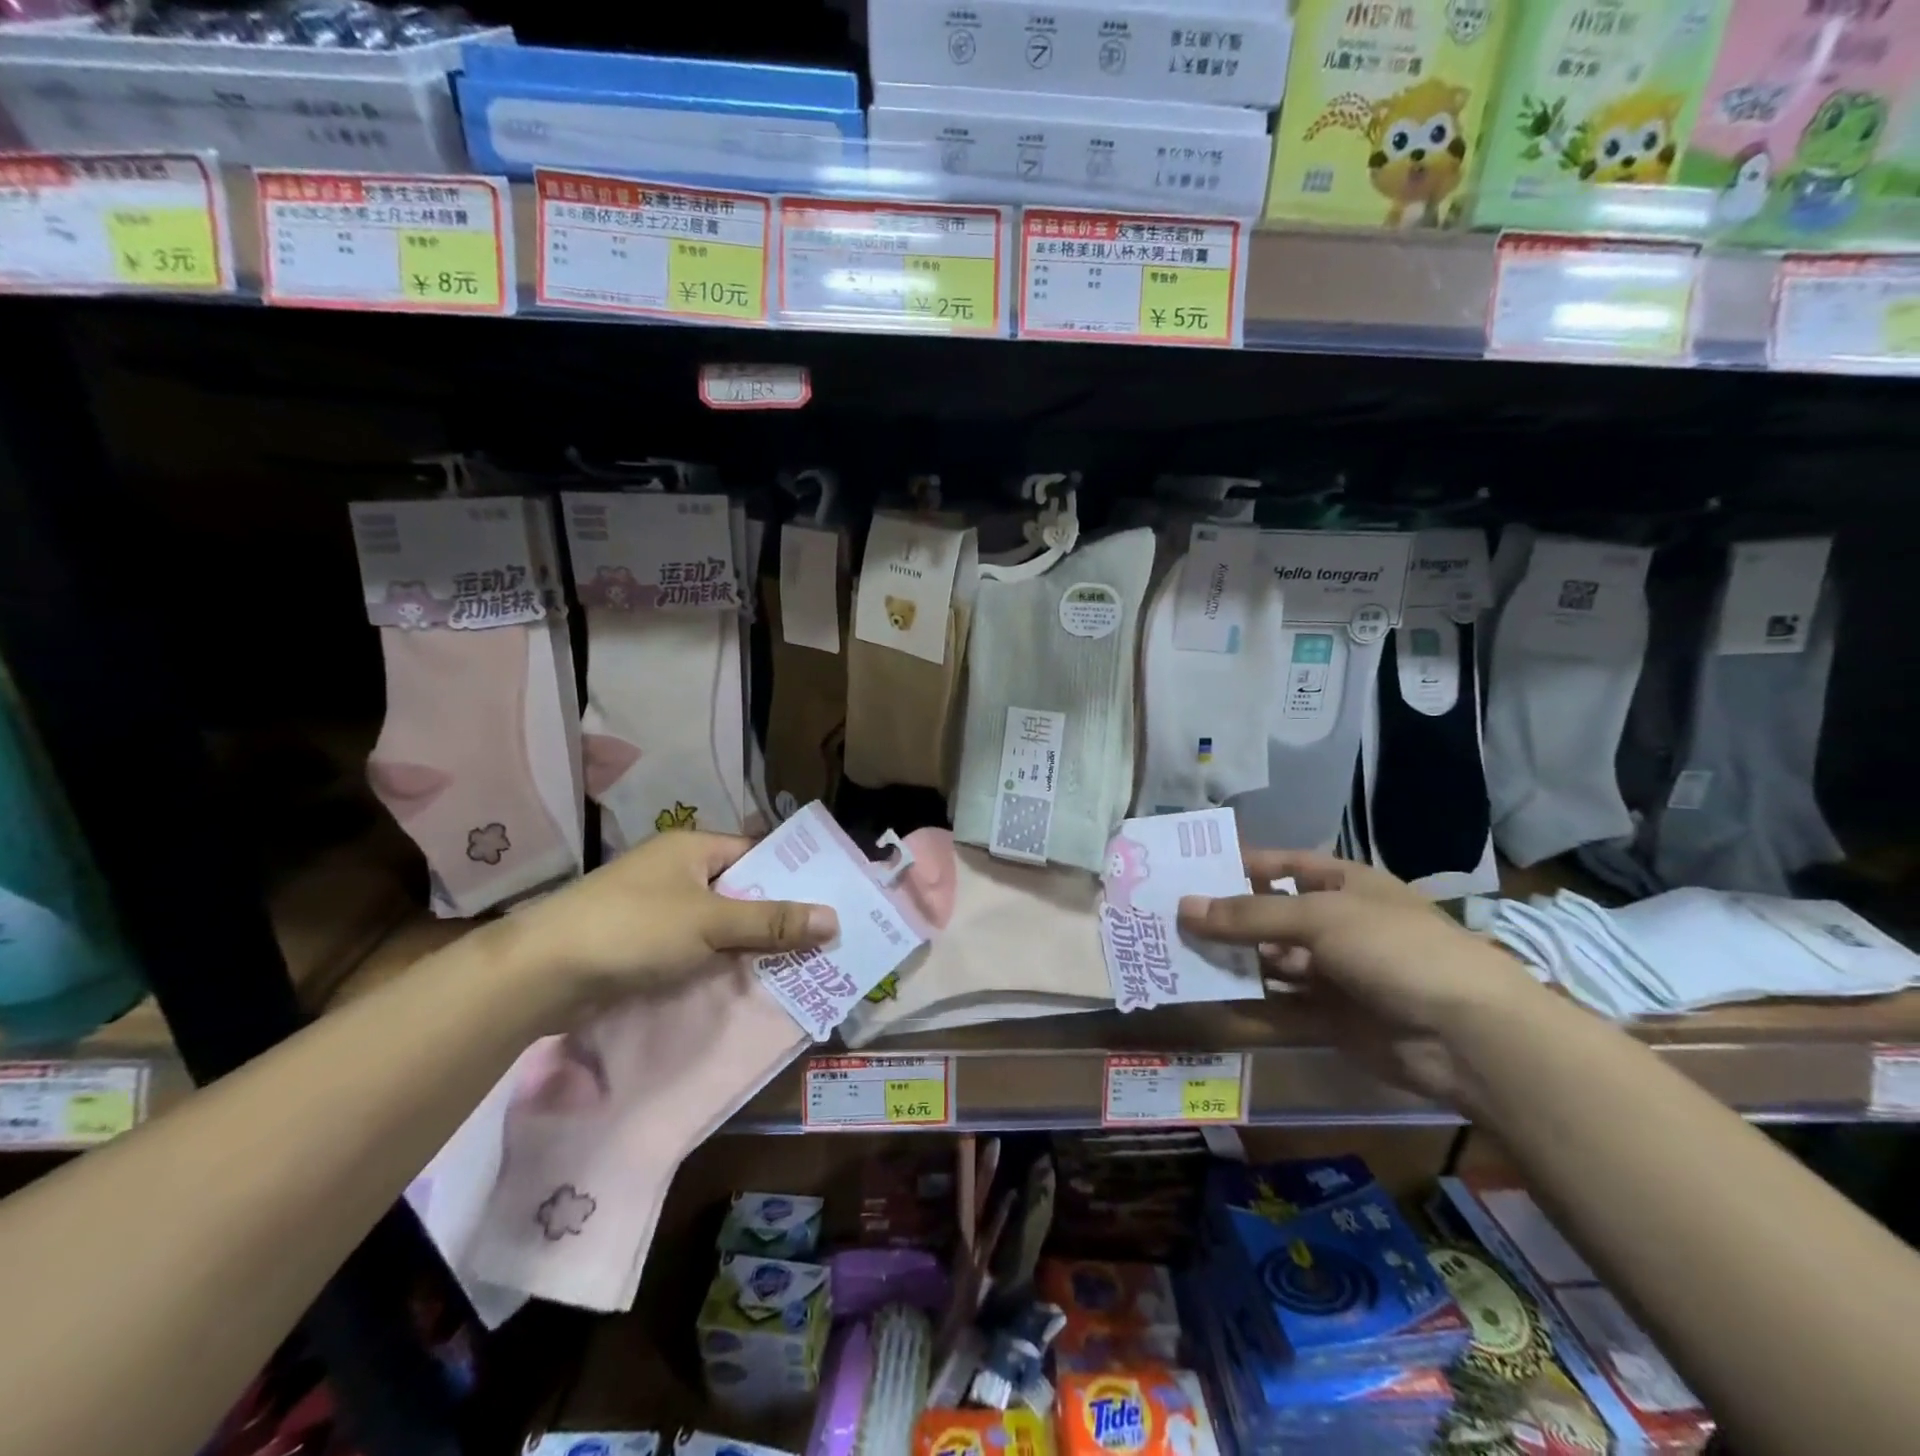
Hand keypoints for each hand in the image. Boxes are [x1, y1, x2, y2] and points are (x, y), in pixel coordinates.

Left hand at [491, 831, 836, 1011]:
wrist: (540, 974)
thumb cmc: (633, 930)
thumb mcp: (711, 924)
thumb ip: (772, 922)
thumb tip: (834, 919)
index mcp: (693, 848)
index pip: (757, 854)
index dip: (793, 876)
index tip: (829, 901)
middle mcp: (677, 870)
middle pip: (741, 889)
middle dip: (776, 915)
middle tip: (823, 939)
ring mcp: (657, 907)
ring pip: (719, 922)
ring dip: (749, 942)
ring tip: (798, 963)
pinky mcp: (643, 942)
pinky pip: (696, 945)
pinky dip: (720, 959)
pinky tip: (748, 979)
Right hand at [1178, 850, 1537, 1102]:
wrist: (1469, 1036)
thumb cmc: (1395, 949)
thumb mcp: (1319, 918)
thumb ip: (1249, 915)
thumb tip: (1183, 907)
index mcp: (1344, 885)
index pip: (1282, 865)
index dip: (1239, 865)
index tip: (1189, 870)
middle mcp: (1337, 925)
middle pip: (1270, 916)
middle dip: (1225, 918)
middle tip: (1168, 918)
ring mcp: (1335, 974)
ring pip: (1271, 963)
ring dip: (1231, 961)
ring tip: (1176, 957)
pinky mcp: (1332, 1019)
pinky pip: (1280, 1007)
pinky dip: (1248, 1005)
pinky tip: (1208, 1001)